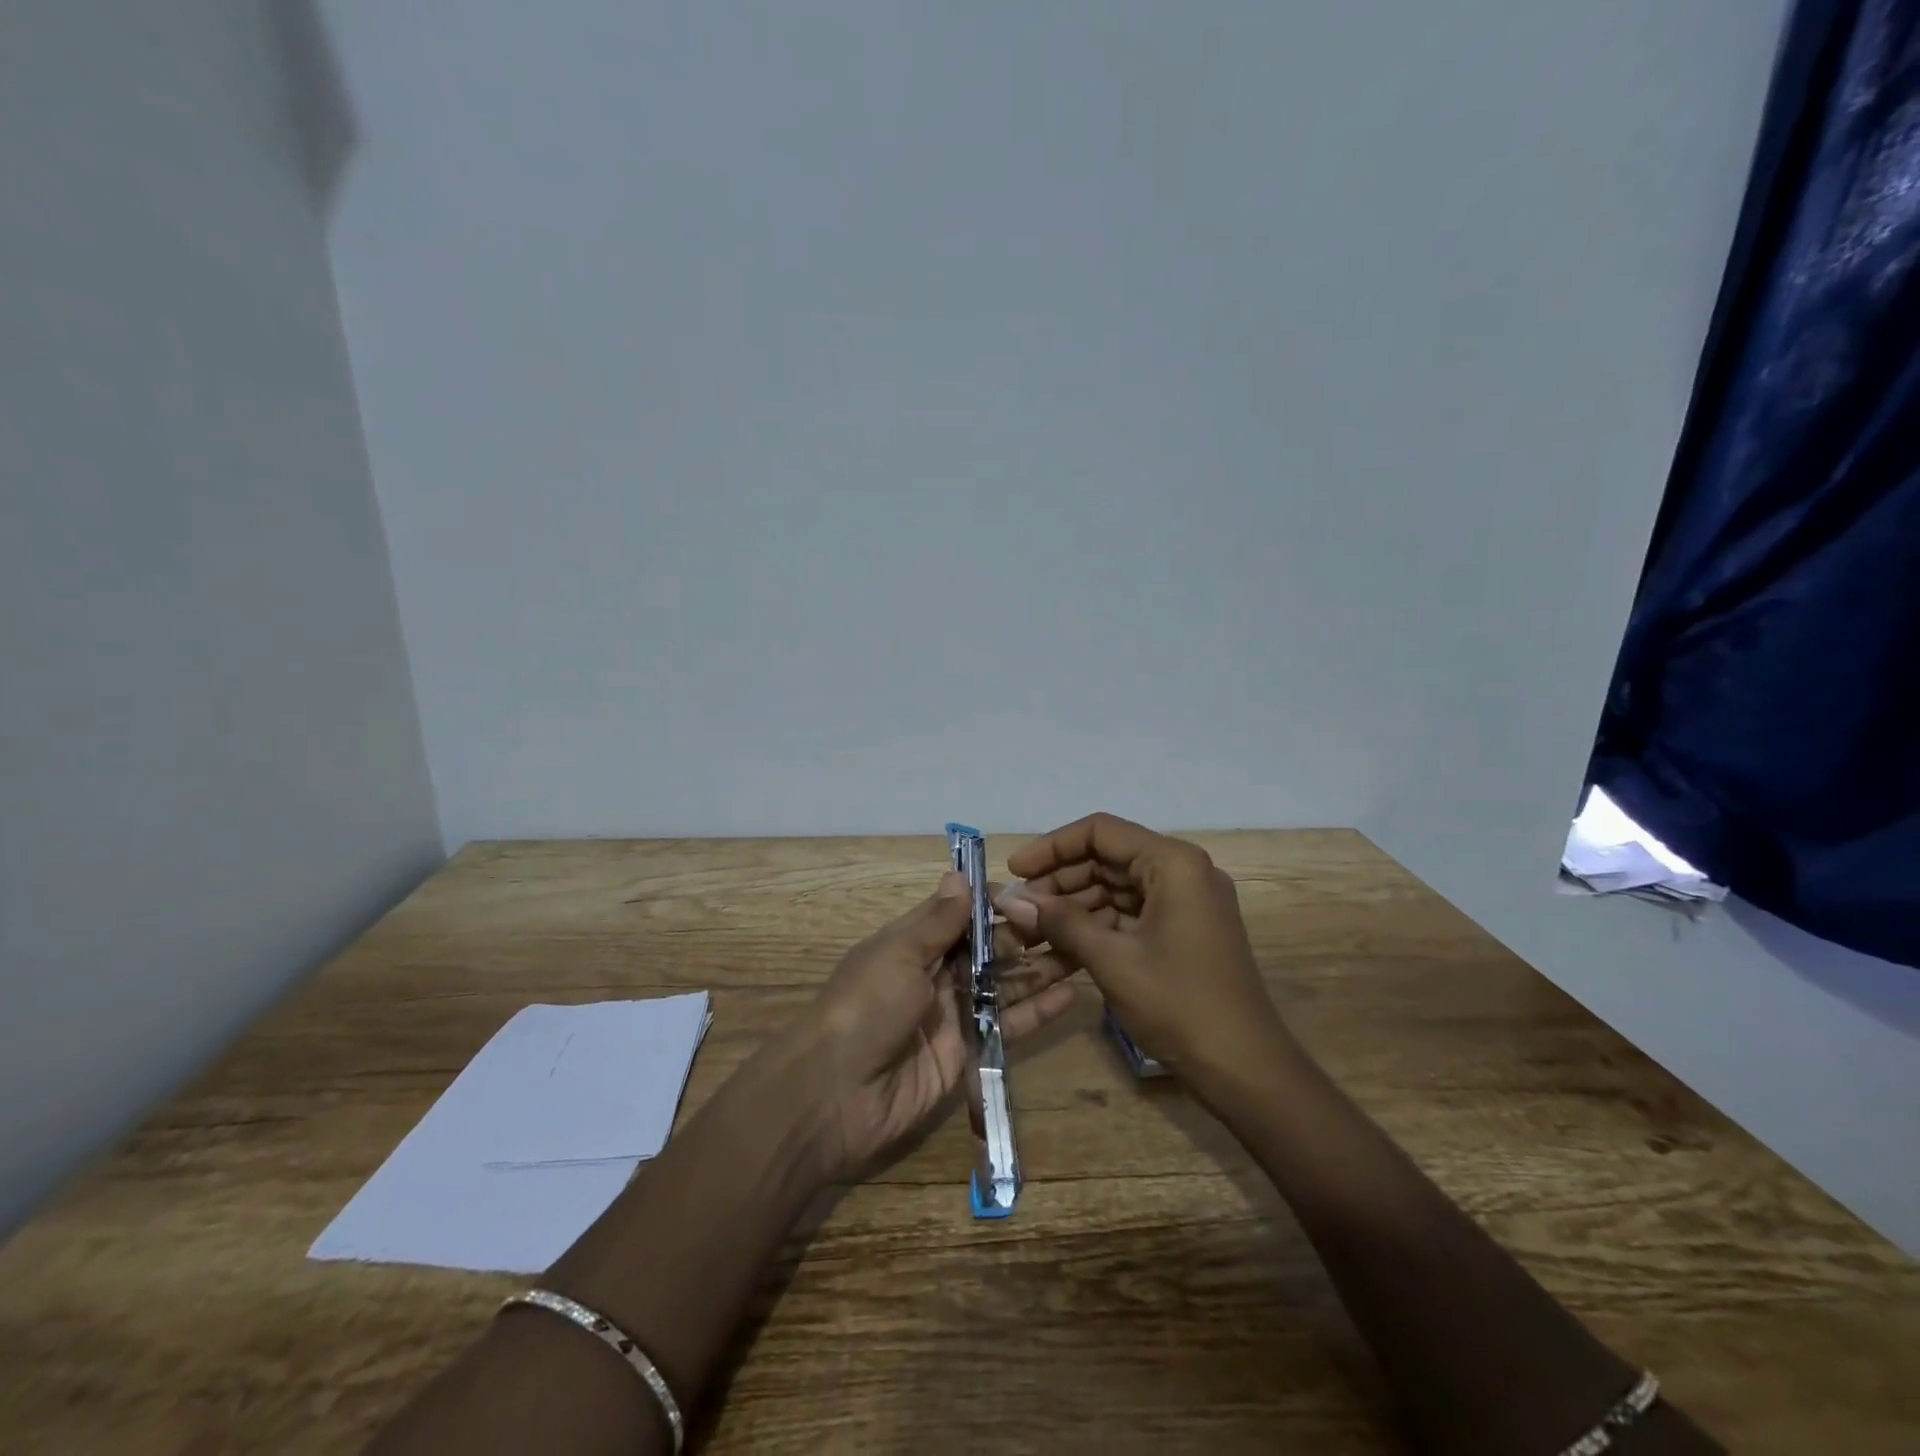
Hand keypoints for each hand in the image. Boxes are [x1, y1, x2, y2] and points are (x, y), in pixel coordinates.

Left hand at [779, 871, 1077, 1179]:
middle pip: (988, 950)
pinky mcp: (967, 1053)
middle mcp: (936, 974)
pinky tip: (1070, 995)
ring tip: (1085, 952)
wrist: (834, 1095)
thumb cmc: (864, 1006)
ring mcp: (953, 1015)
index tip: (1036, 894)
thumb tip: (960, 874)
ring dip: (1040, 970)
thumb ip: (937, 920)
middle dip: (1026, 936)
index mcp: (913, 943)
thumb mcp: (899, 953)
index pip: (962, 914)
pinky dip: (1037, 1012)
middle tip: (1075, 923)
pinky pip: (1006, 1027)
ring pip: (1004, 986)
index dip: (995, 904)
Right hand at [997, 813, 1288, 1091]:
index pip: (1100, 832)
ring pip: (1114, 889)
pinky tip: (1058, 950)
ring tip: (1029, 932)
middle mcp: (1182, 872)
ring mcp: (1184, 902)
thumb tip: (1009, 900)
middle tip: (1017, 908)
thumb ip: (1060, 922)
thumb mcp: (1112, 960)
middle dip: (1059, 882)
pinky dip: (1095, 929)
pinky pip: (1129, 916)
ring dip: (1072, 909)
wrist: (1245, 1069)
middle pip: (1107, 859)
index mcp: (1173, 863)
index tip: (1015, 870)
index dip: (1052, 847)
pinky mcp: (1182, 931)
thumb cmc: (1179, 1004)